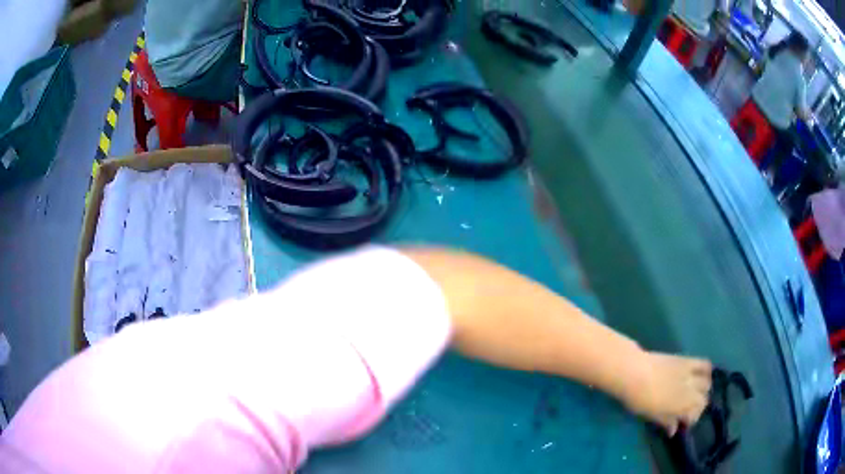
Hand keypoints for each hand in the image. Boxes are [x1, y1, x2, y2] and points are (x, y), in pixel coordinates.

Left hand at [621, 352, 711, 436]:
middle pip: (703, 400)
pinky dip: (707, 370)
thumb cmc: (639, 399)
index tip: (683, 422)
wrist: (634, 372)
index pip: (695, 415)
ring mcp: (690, 375)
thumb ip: (666, 422)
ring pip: (707, 384)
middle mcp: (691, 391)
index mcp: (682, 407)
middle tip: (688, 408)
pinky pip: (705, 364)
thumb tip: (673, 431)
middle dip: (698, 406)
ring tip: (695, 392)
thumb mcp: (652, 415)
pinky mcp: (688, 360)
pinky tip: (703, 374)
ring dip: (703, 390)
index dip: (690, 420)